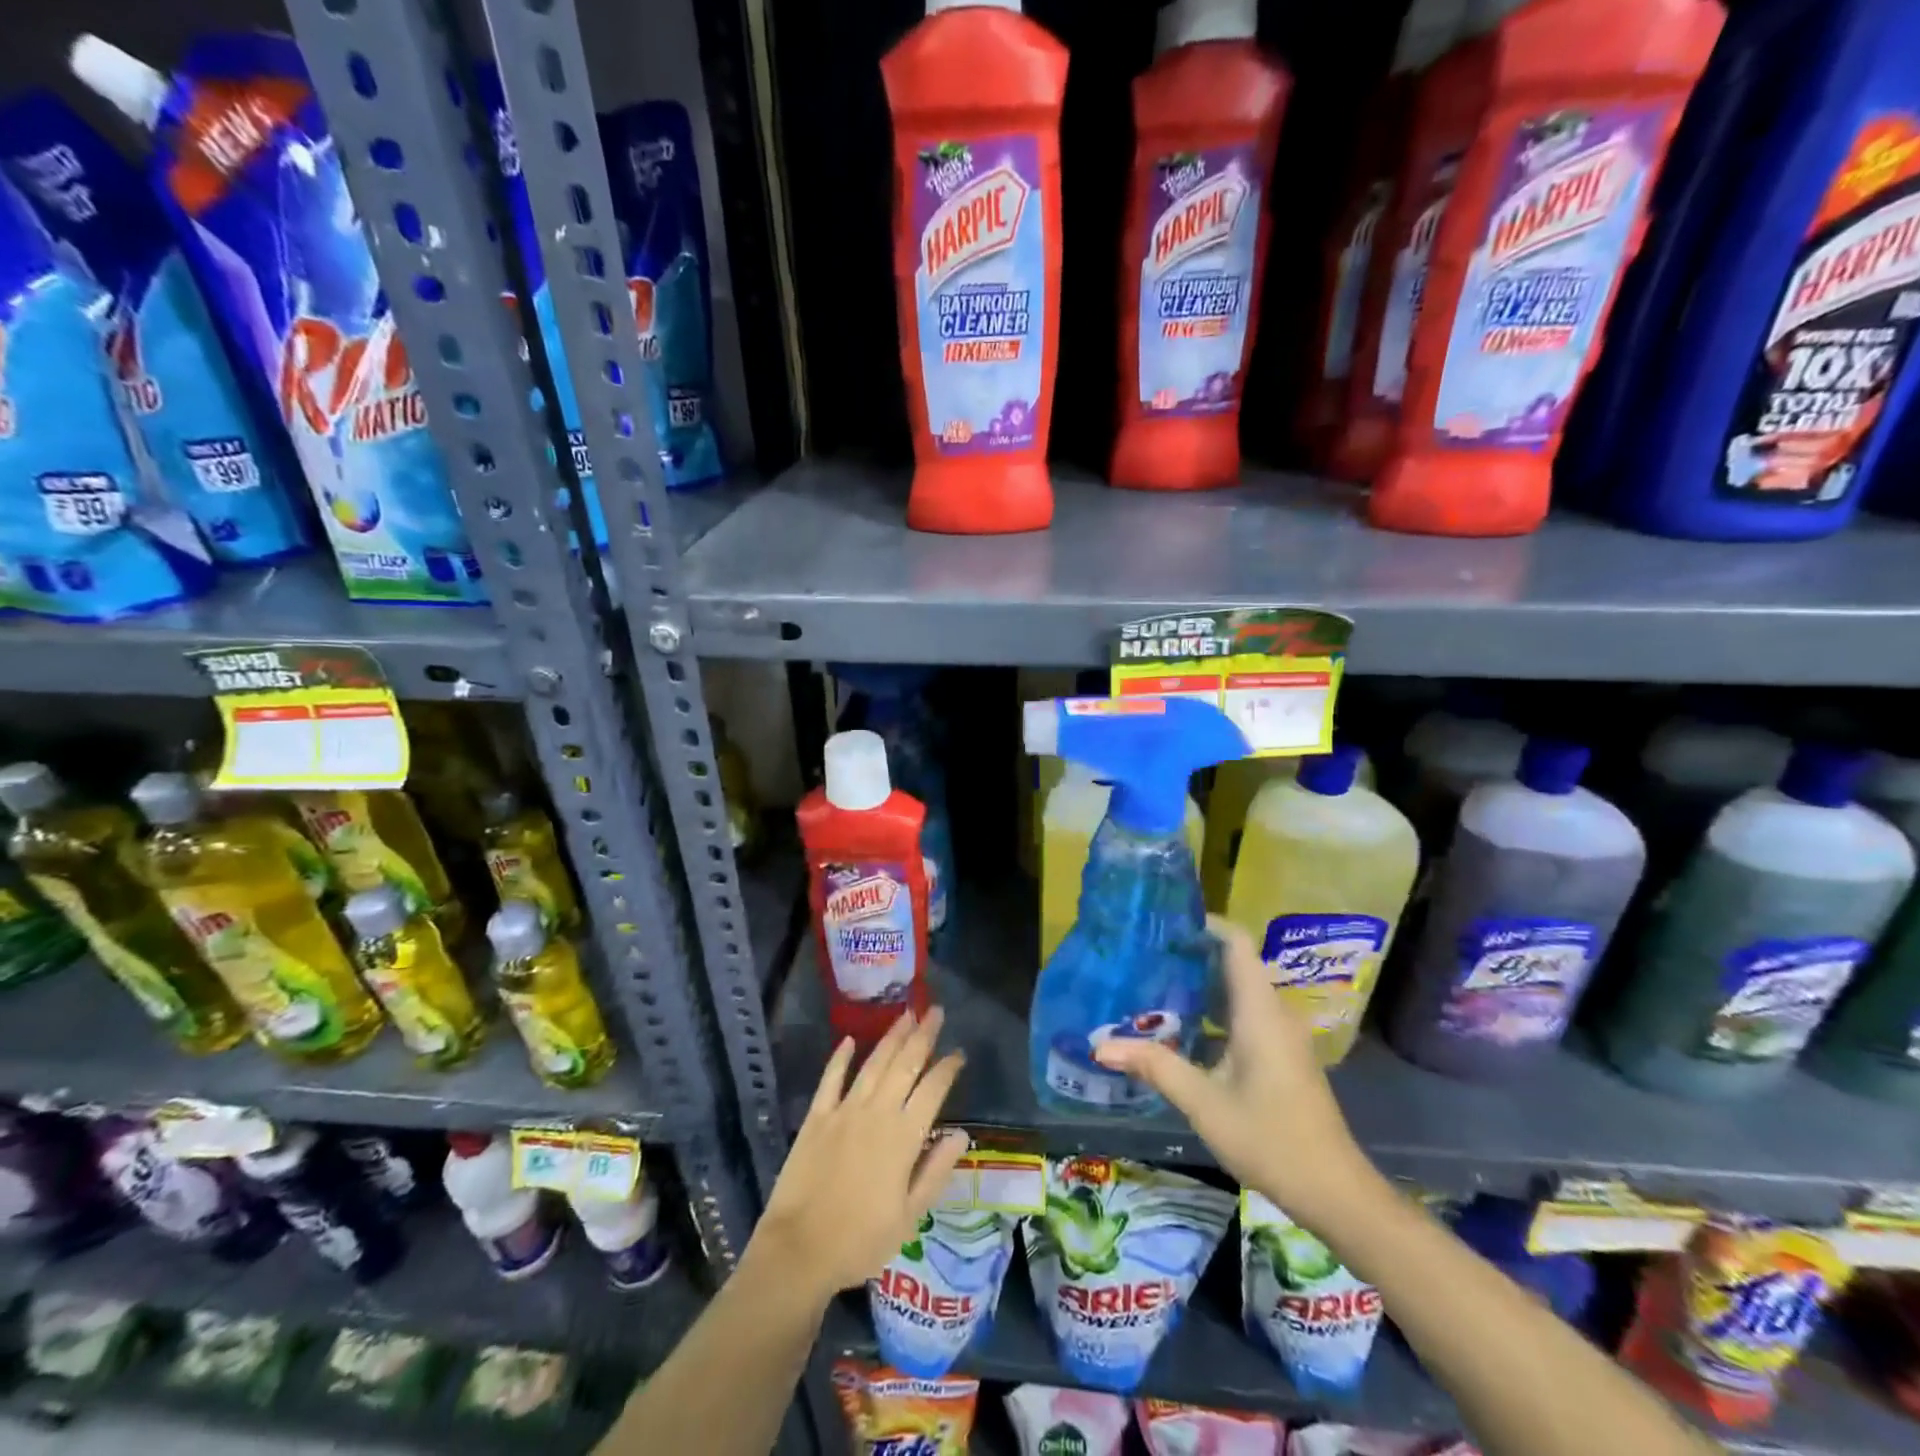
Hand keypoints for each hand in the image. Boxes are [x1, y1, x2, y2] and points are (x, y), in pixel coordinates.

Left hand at [752, 1009, 969, 1299]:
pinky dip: (841, 1058)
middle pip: (905, 1064)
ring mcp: (844, 1111)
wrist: (799, 1251)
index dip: (948, 1068)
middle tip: (936, 1011)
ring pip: (874, 1063)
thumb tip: (961, 1134)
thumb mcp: (909, 1216)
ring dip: (892, 1037)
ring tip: (906, 1014)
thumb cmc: (860, 1241)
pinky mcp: (817, 1117)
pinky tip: (850, 1040)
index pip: (933, 1090)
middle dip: (923, 1035)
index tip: (959, 1052)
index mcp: (903, 1137)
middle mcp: (877, 1113)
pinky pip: (831, 1079)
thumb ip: (936, 1171)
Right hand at [1092, 915, 1376, 1230]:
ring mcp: (1282, 1034)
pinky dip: (1215, 1010)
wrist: (1335, 1192)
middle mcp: (1274, 1012)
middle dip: (1192, 954)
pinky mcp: (1283, 1054)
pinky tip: (1183, 1029)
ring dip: (1201, 984)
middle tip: (1145, 953)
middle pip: (1234, 963)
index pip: (1236, 943)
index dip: (1205, 924)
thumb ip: (1155, 1066)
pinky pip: (1246, 1013)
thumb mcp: (1204, 1102)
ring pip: (1239, 990)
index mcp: (1260, 1010)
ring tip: (1154, 984)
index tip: (1165, 923)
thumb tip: (1102, 1046)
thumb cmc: (1270, 1138)